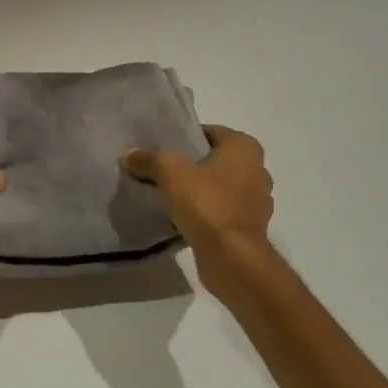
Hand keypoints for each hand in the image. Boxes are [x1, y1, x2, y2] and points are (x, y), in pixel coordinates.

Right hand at [122, 125, 275, 294]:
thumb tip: (130, 155)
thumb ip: (149, 159)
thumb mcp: (169, 171)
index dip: (185, 138)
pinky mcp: (249, 228)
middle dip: (192, 166)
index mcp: (244, 148)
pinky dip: (206, 215)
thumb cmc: (206, 203)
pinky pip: (222, 213)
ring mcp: (257, 202)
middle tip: (162, 173)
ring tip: (169, 198)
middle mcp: (257, 170)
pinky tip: (183, 221)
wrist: (230, 255)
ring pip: (220, 189)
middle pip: (216, 161)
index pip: (211, 132)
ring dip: (199, 192)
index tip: (162, 151)